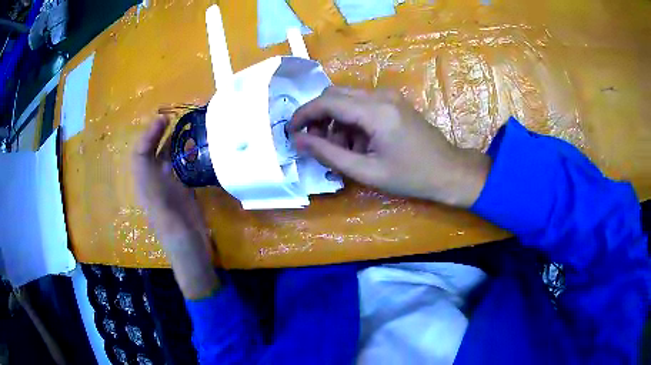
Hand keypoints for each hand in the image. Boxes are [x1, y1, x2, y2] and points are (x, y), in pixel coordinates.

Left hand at [133, 116, 217, 298]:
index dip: (148, 136)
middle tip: (174, 117)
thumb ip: (154, 185)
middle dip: (159, 133)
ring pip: (167, 157)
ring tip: (186, 126)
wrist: (192, 253)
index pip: (140, 154)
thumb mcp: (162, 210)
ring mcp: (170, 186)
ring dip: (173, 140)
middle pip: (152, 152)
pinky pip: (181, 166)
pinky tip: (196, 146)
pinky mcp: (183, 190)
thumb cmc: (176, 235)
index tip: (163, 120)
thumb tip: (150, 155)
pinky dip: (186, 154)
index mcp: (145, 186)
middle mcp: (154, 183)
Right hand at [287, 87, 490, 207]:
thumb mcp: (367, 171)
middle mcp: (380, 95)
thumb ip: (329, 154)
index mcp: (375, 111)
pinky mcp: (394, 102)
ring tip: (341, 151)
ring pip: (348, 100)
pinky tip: (358, 145)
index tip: (290, 131)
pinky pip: (362, 105)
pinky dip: (352, 122)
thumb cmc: (411, 177)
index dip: (304, 114)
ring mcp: (389, 96)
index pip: (327, 102)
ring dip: (336, 122)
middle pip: (335, 95)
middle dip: (319, 117)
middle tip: (315, 144)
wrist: (450, 171)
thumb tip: (298, 141)